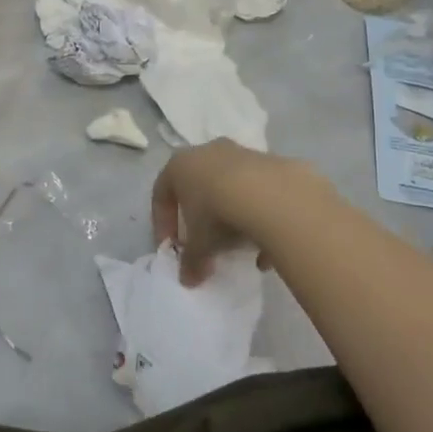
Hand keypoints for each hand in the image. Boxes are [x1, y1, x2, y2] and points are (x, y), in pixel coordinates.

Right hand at [153, 139, 320, 284]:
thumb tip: (188, 280)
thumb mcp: (199, 244)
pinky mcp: (270, 162)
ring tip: (240, 247)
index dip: (163, 223)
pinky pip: (258, 192)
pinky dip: (259, 216)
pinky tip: (267, 246)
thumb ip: (191, 261)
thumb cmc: (217, 213)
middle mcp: (207, 152)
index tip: (172, 247)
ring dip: (231, 216)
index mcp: (179, 166)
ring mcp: (241, 153)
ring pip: (230, 188)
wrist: (271, 195)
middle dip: (200, 217)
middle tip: (205, 243)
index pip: (161, 193)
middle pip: (198, 186)